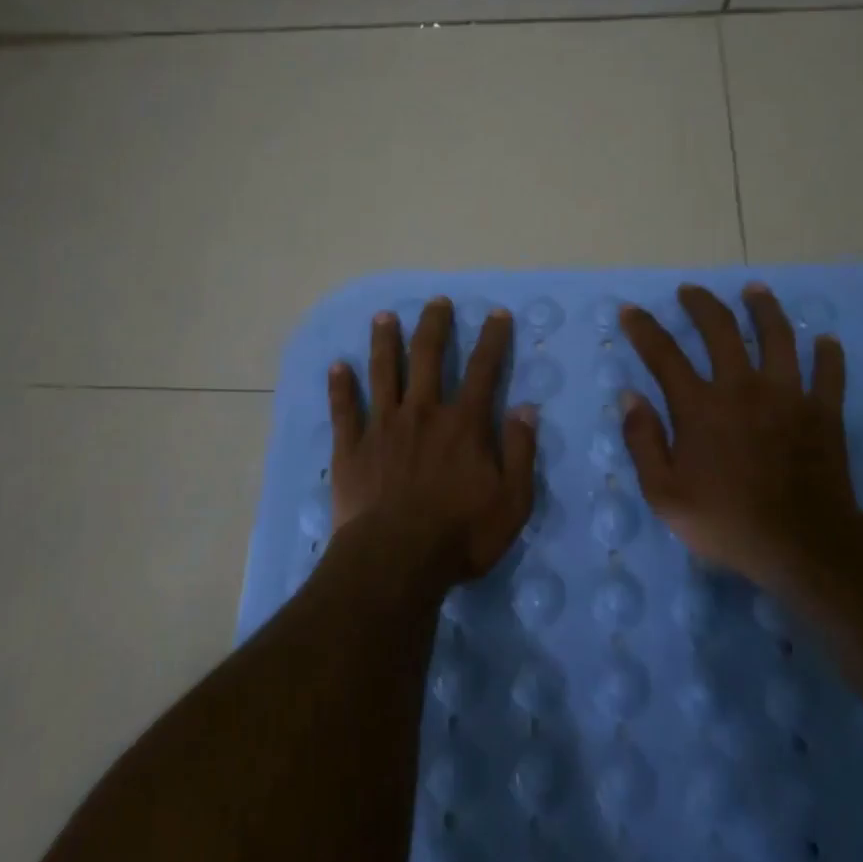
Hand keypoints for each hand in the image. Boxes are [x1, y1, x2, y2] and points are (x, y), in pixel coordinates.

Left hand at [328, 297, 537, 585]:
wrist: (395, 560)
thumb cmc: (460, 534)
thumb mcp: (512, 501)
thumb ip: (520, 451)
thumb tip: (526, 408)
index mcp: (463, 423)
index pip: (483, 370)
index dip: (492, 339)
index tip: (496, 314)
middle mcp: (423, 412)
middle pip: (427, 356)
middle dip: (434, 325)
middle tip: (436, 301)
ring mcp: (383, 426)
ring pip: (383, 372)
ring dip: (384, 341)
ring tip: (384, 316)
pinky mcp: (352, 446)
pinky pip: (343, 409)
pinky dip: (340, 386)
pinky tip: (336, 365)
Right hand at [617, 283, 859, 588]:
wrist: (803, 546)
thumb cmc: (726, 521)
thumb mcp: (664, 493)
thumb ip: (642, 441)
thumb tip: (629, 397)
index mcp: (700, 406)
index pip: (663, 354)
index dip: (643, 328)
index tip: (630, 310)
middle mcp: (742, 387)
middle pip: (721, 329)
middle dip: (701, 304)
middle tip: (690, 291)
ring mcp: (788, 395)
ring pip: (778, 336)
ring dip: (764, 308)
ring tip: (755, 289)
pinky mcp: (823, 412)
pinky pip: (829, 373)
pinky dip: (828, 354)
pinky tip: (826, 340)